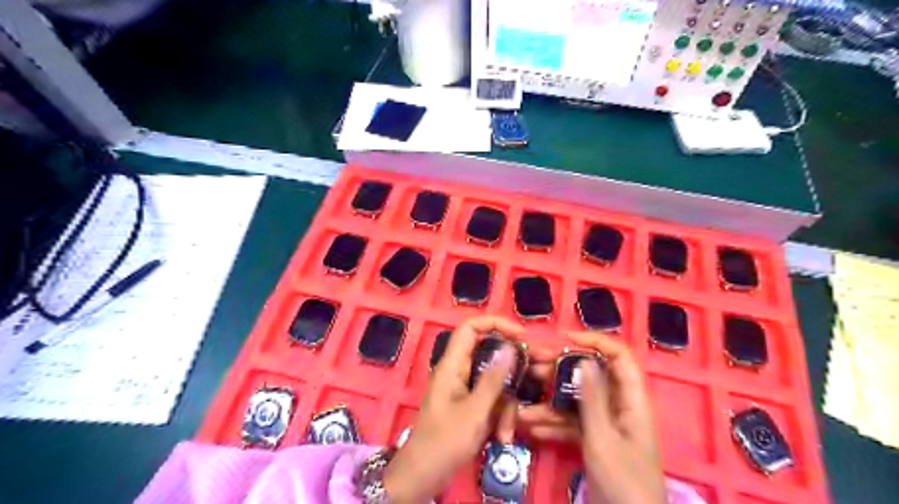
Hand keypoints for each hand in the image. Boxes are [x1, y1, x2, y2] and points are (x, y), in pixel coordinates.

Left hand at [381, 317, 524, 501]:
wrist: (424, 475)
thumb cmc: (445, 441)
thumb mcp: (475, 411)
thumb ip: (493, 379)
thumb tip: (510, 347)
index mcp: (452, 365)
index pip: (470, 328)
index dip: (495, 324)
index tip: (521, 335)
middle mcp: (459, 371)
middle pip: (490, 356)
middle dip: (513, 370)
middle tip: (541, 373)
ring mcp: (465, 389)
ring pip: (494, 383)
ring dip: (506, 405)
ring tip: (506, 431)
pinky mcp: (470, 405)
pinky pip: (491, 400)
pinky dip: (499, 416)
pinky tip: (502, 436)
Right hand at [513, 332, 665, 503]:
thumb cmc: (623, 483)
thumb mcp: (603, 440)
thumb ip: (592, 399)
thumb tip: (584, 358)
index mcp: (631, 401)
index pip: (619, 357)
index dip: (595, 341)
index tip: (564, 339)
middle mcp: (619, 407)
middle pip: (590, 377)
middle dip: (560, 372)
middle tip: (532, 368)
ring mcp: (606, 424)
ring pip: (577, 402)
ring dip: (550, 403)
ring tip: (522, 405)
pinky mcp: (595, 440)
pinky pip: (573, 424)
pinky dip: (554, 425)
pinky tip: (532, 428)